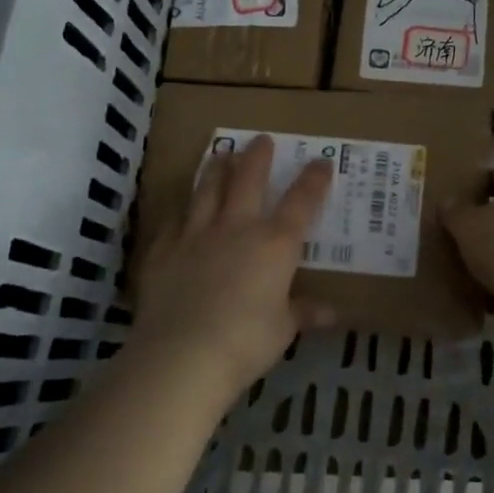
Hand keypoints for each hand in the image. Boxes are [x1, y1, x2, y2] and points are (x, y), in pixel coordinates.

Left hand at [131, 134, 336, 396]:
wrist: (183, 353)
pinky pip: (172, 222)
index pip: (301, 202)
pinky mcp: (163, 251)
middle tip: (261, 139)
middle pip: (248, 180)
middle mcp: (237, 228)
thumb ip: (303, 312)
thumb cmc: (246, 341)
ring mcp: (196, 235)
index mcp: (275, 244)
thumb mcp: (283, 329)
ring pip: (207, 190)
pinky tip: (178, 207)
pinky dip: (178, 211)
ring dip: (216, 169)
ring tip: (219, 154)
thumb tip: (331, 313)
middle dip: (257, 157)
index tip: (321, 161)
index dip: (313, 179)